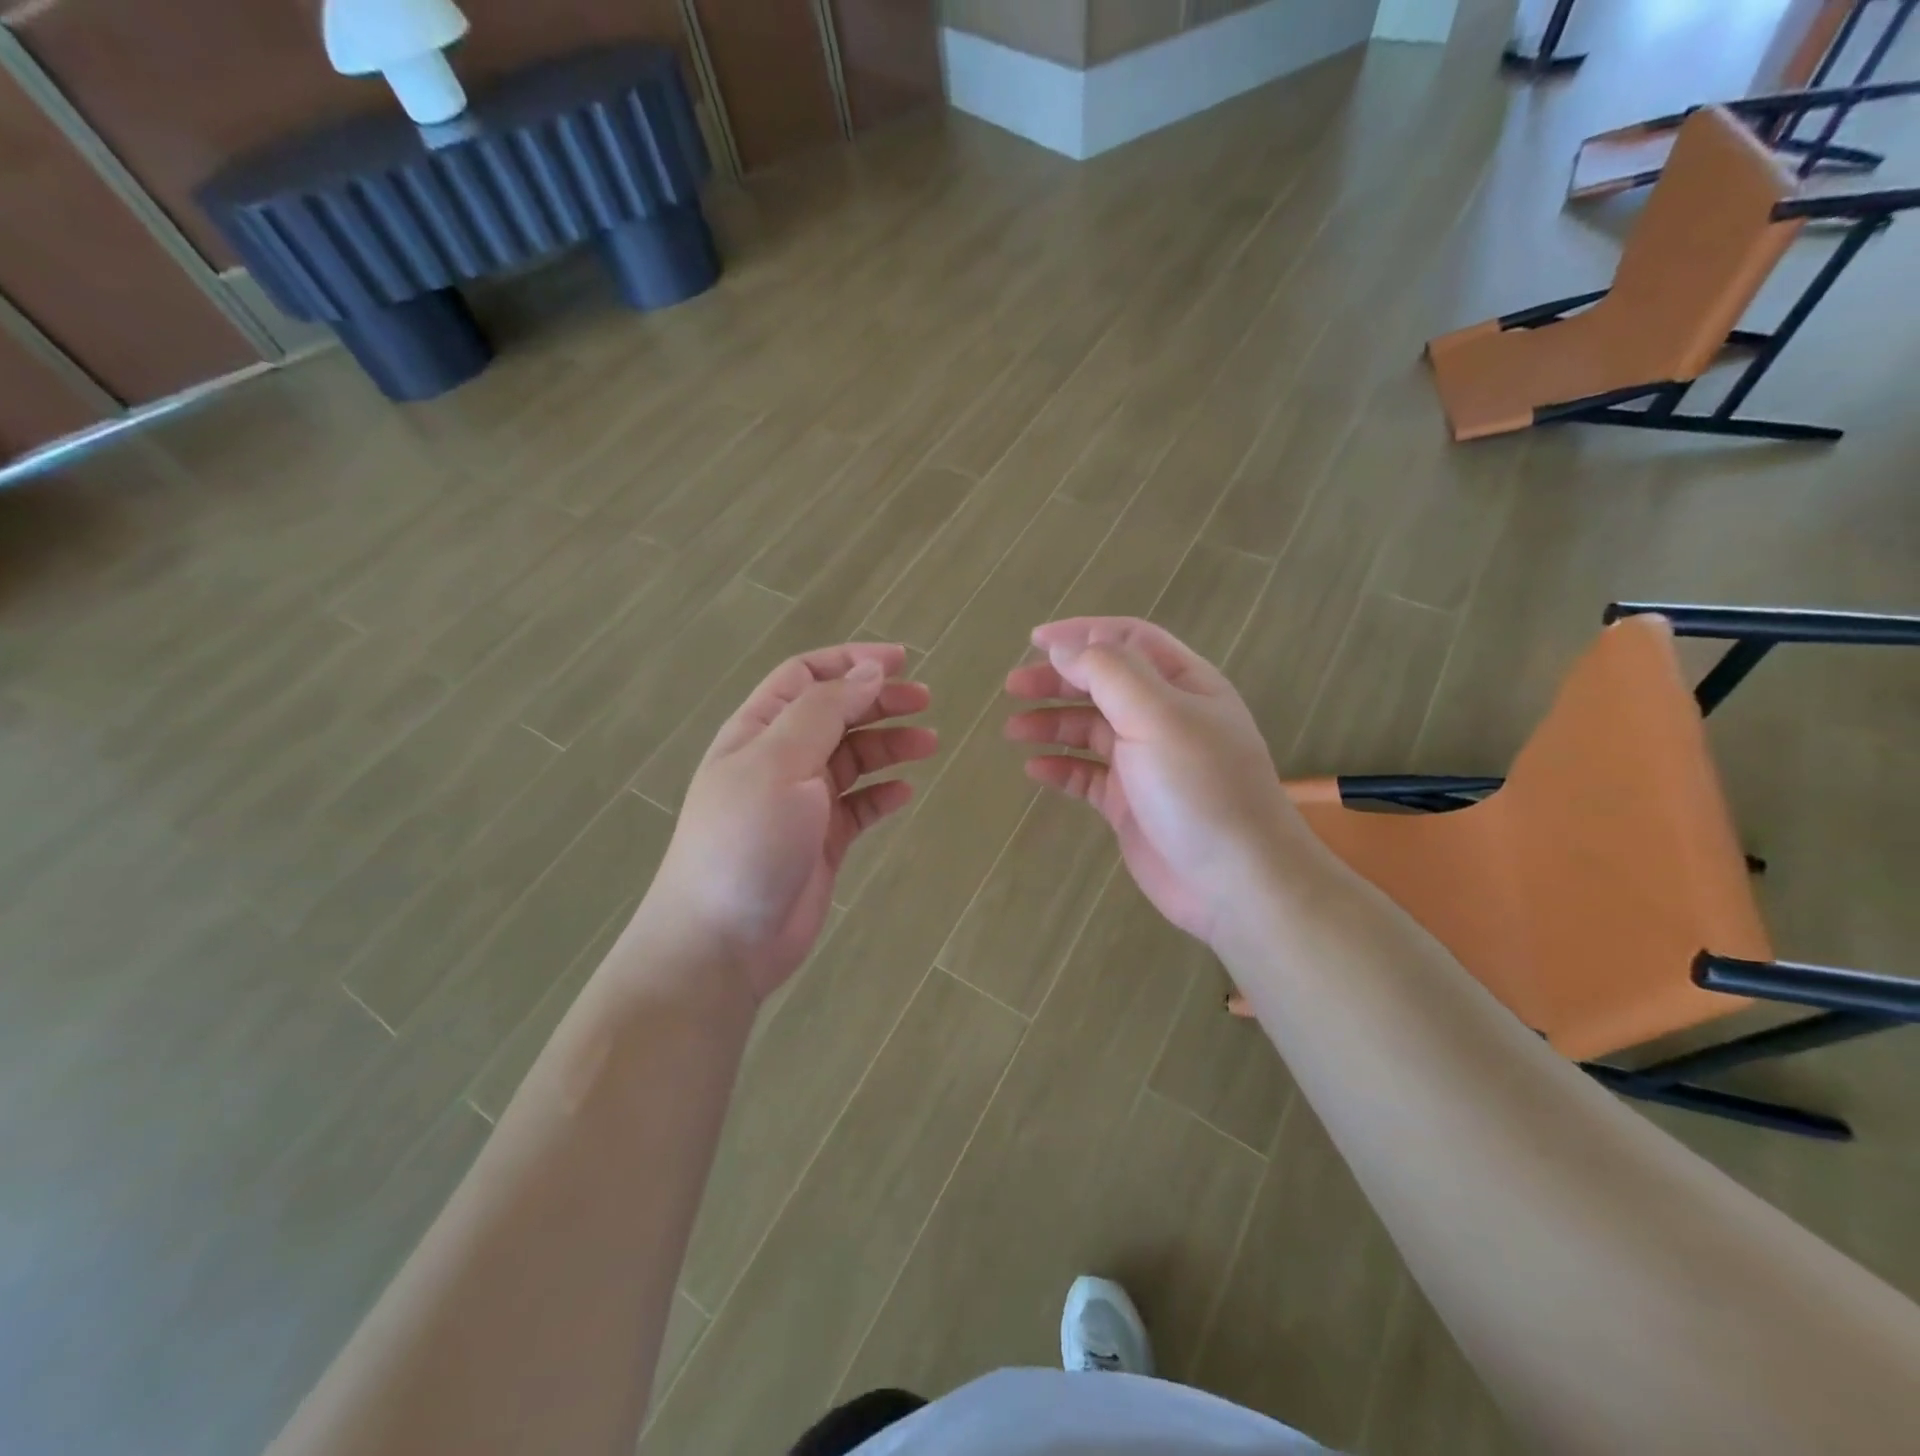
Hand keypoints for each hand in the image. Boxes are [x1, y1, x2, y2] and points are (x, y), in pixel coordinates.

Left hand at [649, 644, 935, 1003]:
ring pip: (853, 758)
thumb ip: (825, 712)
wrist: (723, 939)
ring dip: (889, 745)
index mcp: (759, 729)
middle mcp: (780, 758)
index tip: (901, 661)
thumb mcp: (780, 762)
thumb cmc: (747, 839)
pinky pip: (859, 806)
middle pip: (836, 713)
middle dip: (879, 701)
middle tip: (926, 701)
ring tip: (929, 744)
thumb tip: (869, 672)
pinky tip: (906, 792)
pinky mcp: (822, 840)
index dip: (851, 661)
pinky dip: (883, 794)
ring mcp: (801, 801)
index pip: (806, 676)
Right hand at [1005, 618, 1300, 944]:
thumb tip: (1064, 648)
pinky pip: (1087, 776)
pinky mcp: (1130, 804)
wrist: (1235, 882)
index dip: (1081, 634)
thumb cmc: (1199, 787)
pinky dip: (1061, 768)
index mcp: (1182, 684)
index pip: (1128, 639)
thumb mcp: (1157, 715)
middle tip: (1013, 686)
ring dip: (1052, 723)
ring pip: (1090, 729)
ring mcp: (1146, 762)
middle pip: (1102, 683)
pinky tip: (1035, 770)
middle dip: (1057, 680)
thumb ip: (1109, 672)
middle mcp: (1164, 717)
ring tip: (1014, 729)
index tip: (1034, 641)